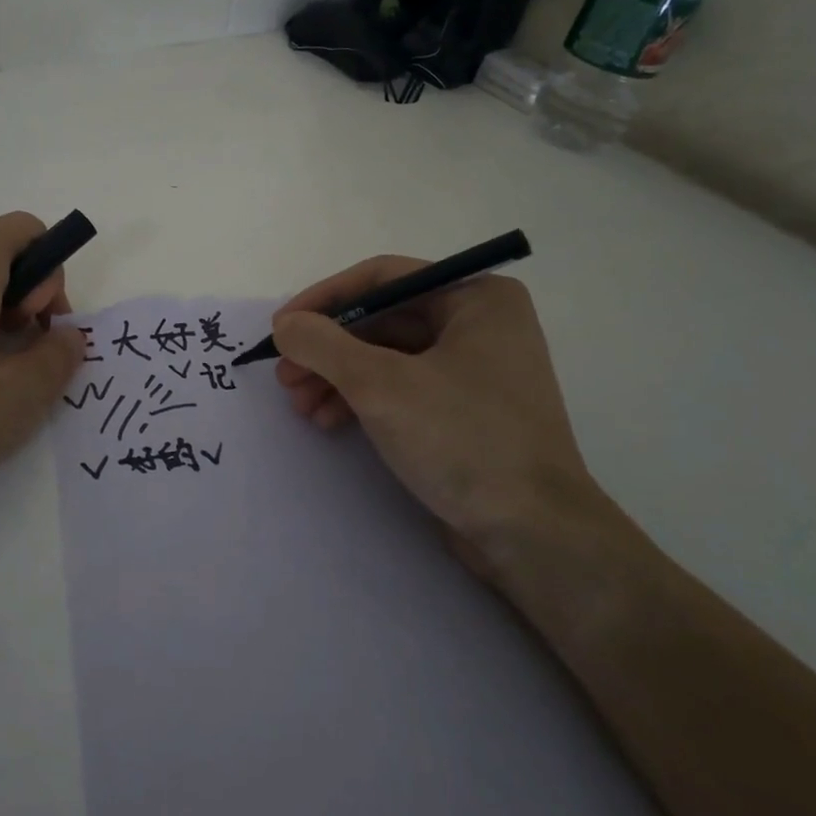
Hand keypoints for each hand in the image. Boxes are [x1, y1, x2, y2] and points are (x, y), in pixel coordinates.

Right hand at [270, 262, 604, 568]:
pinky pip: (403, 387)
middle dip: (328, 349)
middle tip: (285, 375)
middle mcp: (480, 324)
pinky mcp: (466, 411)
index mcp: (476, 298)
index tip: (281, 326)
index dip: (324, 299)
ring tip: (299, 405)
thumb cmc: (462, 439)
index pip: (383, 278)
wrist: (534, 536)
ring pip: (388, 357)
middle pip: (382, 320)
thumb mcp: (380, 384)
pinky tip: (329, 421)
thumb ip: (322, 344)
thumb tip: (285, 324)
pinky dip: (363, 399)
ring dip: (337, 377)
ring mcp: (475, 370)